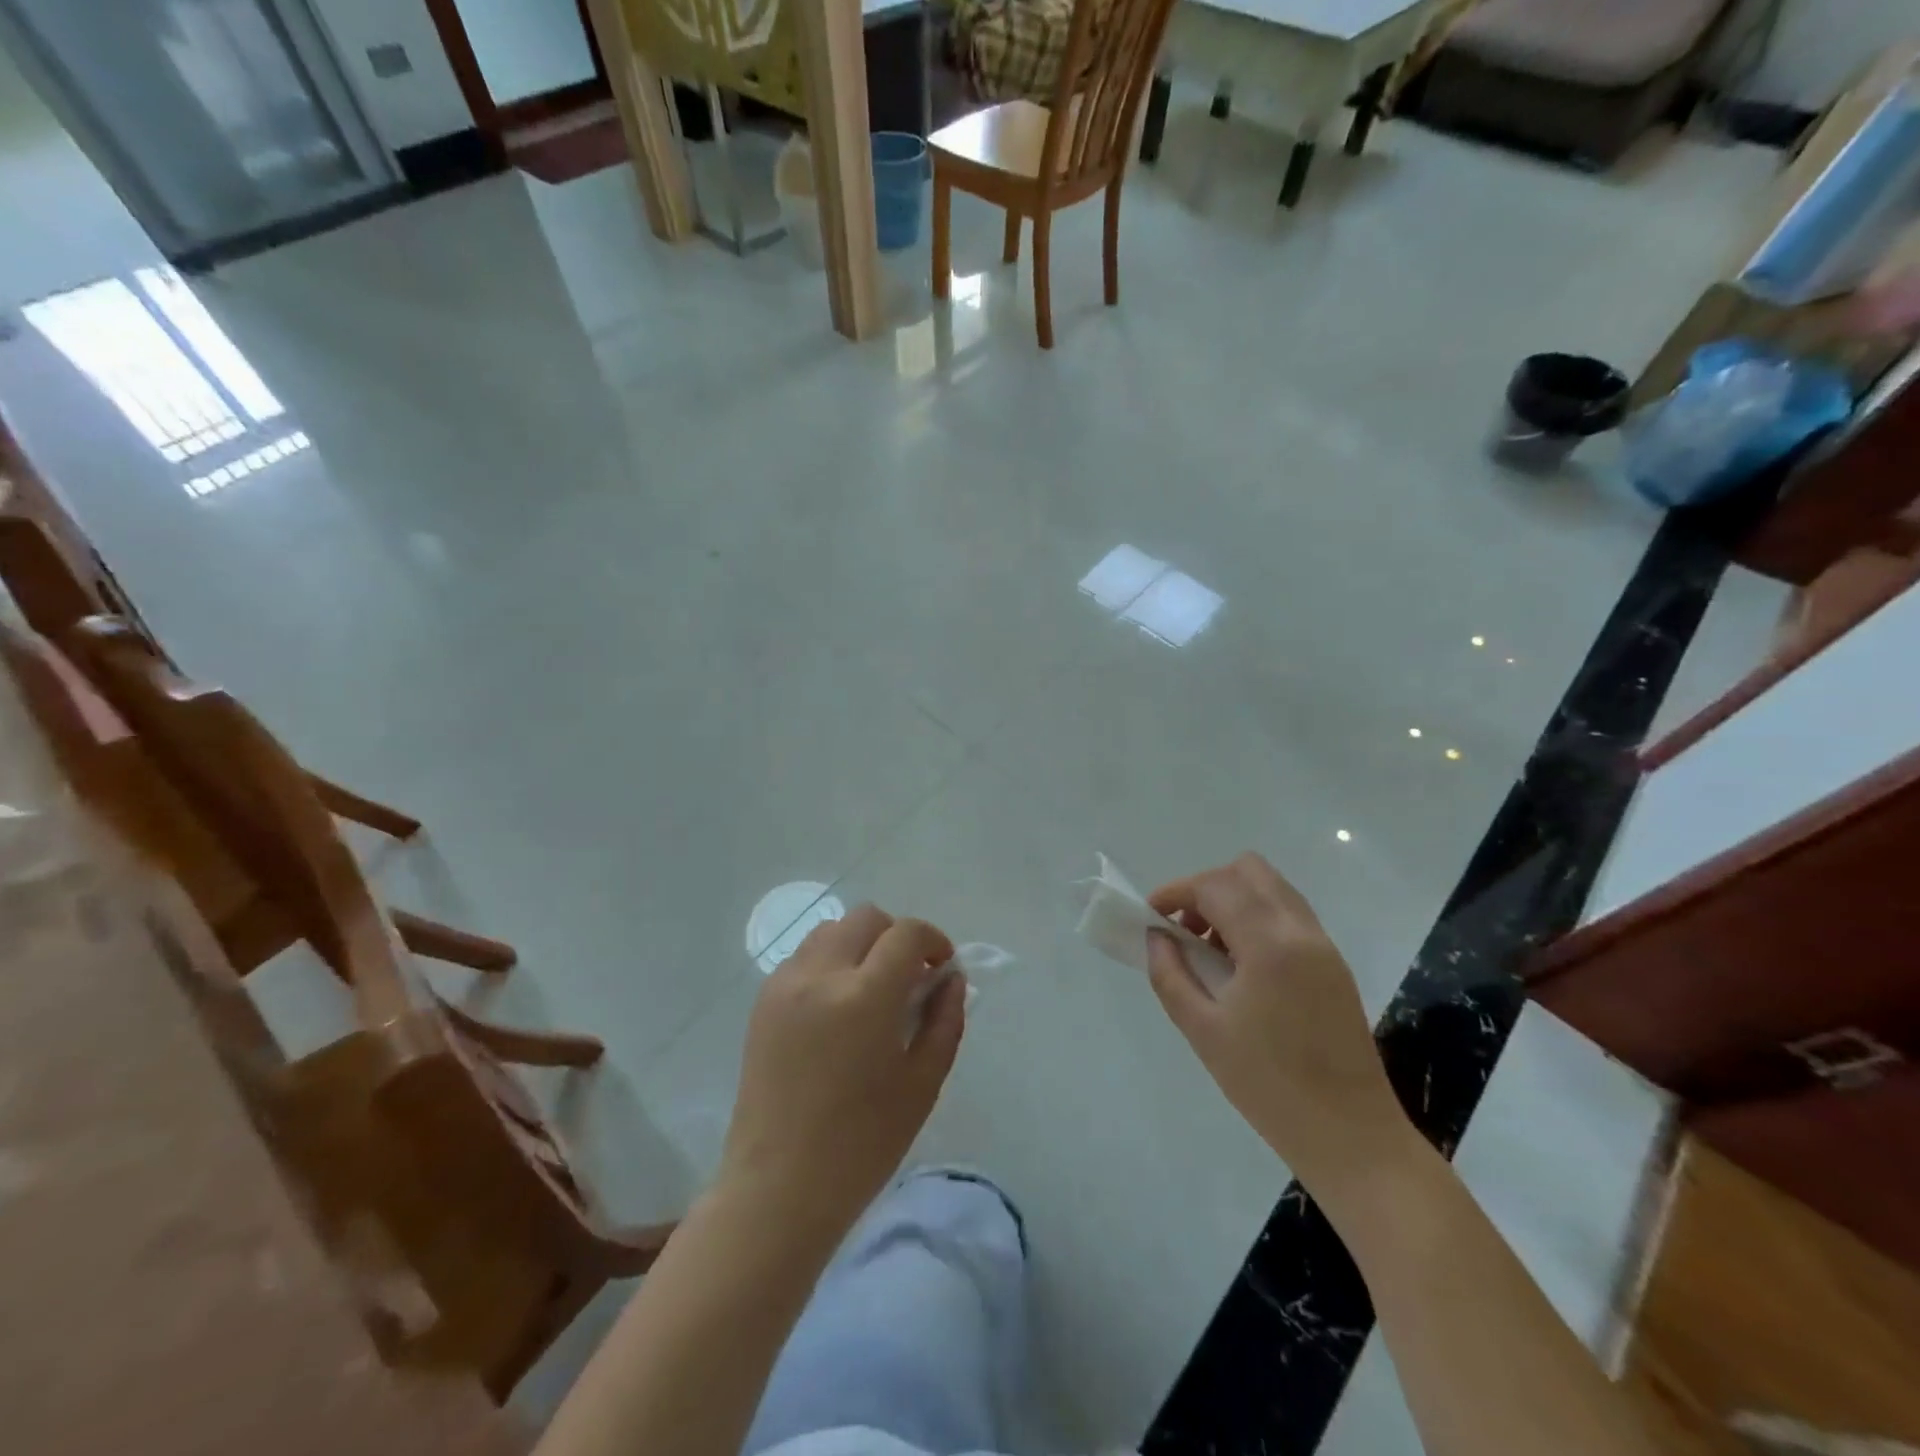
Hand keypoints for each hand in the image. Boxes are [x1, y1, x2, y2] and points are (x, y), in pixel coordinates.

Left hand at [718, 905, 965, 1235]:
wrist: (777, 1188)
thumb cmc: (862, 1144)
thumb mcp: (922, 1084)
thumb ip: (944, 1020)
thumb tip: (951, 978)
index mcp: (865, 995)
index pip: (907, 933)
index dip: (933, 940)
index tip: (942, 967)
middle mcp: (821, 974)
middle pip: (866, 918)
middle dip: (896, 936)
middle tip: (909, 978)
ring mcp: (785, 984)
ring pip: (831, 930)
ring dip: (860, 945)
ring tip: (870, 990)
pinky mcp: (762, 1001)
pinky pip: (803, 957)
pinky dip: (829, 962)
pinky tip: (836, 1008)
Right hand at [1146, 854, 1414, 1199]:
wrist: (1351, 1137)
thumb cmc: (1269, 1086)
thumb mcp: (1203, 1031)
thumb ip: (1170, 975)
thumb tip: (1156, 937)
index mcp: (1270, 944)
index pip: (1215, 886)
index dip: (1176, 891)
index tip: (1151, 916)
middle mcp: (1302, 931)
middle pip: (1249, 871)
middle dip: (1207, 888)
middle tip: (1183, 928)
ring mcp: (1324, 946)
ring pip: (1272, 889)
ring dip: (1233, 901)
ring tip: (1208, 949)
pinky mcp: (1334, 965)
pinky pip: (1288, 916)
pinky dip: (1256, 919)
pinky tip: (1240, 966)